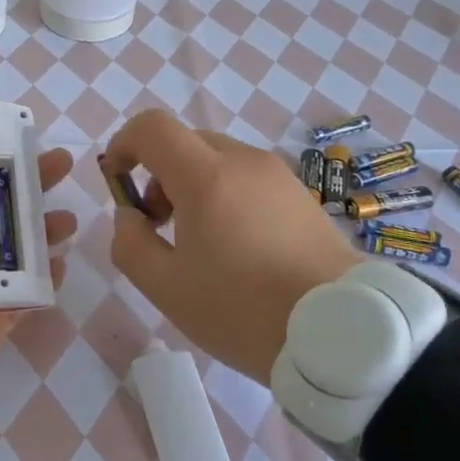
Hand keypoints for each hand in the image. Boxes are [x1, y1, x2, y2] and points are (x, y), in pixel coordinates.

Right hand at [102, 109, 361, 385]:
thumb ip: (129, 243)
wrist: (342, 333)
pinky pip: (246, 177)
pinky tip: (235, 246)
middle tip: (157, 224)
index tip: (117, 182)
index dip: (123, 145)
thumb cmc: (243, 310)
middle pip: (184, 142)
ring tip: (198, 240)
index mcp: (206, 176)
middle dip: (157, 173)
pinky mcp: (301, 195)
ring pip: (216, 159)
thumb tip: (129, 216)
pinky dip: (224, 194)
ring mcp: (278, 175)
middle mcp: (243, 161)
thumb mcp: (166, 288)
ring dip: (191, 184)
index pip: (152, 127)